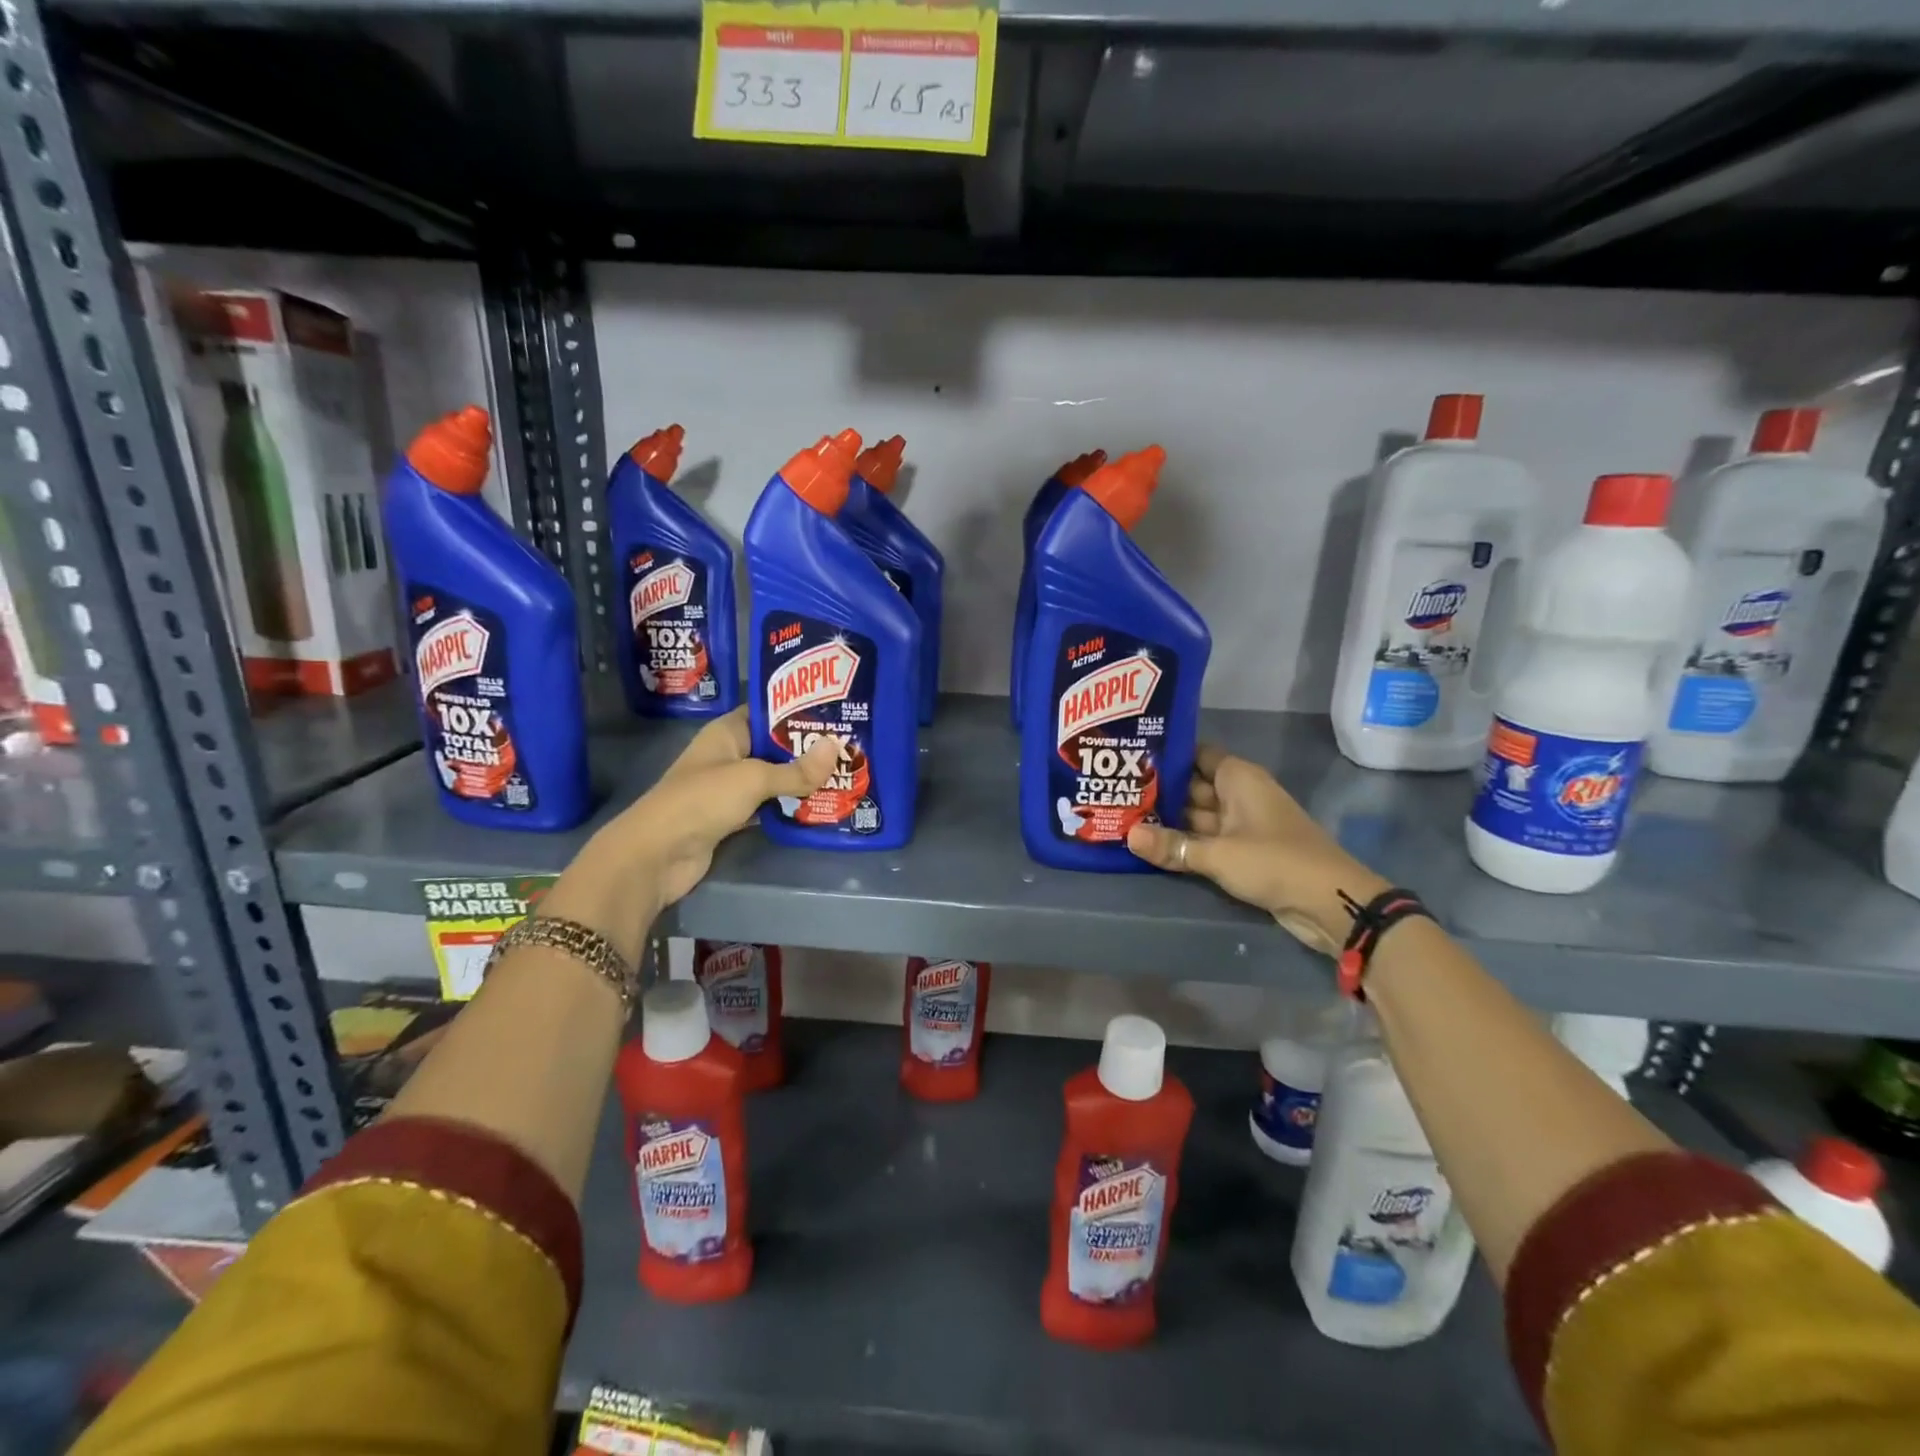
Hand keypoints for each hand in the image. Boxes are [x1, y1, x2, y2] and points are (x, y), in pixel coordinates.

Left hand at [611, 707, 843, 907]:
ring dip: (802, 781)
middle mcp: (729, 755)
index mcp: (728, 733)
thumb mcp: (753, 778)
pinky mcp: (732, 818)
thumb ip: (796, 769)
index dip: (799, 710)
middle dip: (808, 749)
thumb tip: (837, 747)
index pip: (768, 711)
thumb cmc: (702, 800)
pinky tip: (820, 806)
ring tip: (844, 775)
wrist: (657, 855)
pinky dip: (789, 808)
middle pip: (774, 747)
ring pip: (773, 779)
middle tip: (851, 747)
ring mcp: (729, 788)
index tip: (836, 713)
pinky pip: (768, 807)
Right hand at [1126, 744, 1389, 954]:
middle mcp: (1240, 795)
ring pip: (1198, 817)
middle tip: (1116, 792)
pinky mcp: (1245, 853)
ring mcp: (1243, 825)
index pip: (1197, 754)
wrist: (1330, 903)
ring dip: (1168, 821)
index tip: (1131, 757)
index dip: (1167, 755)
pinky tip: (1152, 845)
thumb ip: (1172, 846)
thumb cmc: (1274, 861)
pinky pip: (1207, 841)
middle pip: (1193, 787)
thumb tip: (1128, 835)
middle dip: (1160, 791)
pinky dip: (1185, 843)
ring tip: (1125, 818)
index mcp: (1239, 778)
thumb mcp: (1218, 854)